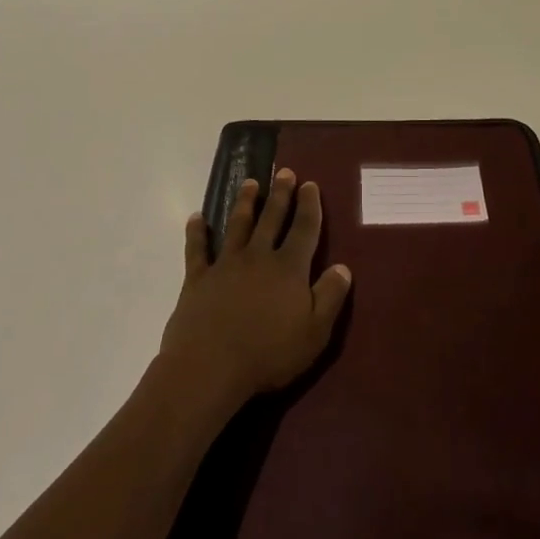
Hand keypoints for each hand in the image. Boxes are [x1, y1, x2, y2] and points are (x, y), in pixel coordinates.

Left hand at [157, 169, 353, 415]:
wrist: (209, 366)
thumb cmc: (268, 354)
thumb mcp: (315, 332)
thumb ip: (330, 297)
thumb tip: (343, 267)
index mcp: (289, 268)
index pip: (304, 229)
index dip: (309, 206)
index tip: (310, 185)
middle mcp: (258, 257)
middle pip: (271, 219)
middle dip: (280, 195)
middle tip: (284, 172)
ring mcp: (225, 265)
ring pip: (237, 225)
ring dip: (244, 202)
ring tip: (250, 183)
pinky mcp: (197, 278)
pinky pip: (197, 249)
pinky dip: (197, 232)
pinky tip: (196, 218)